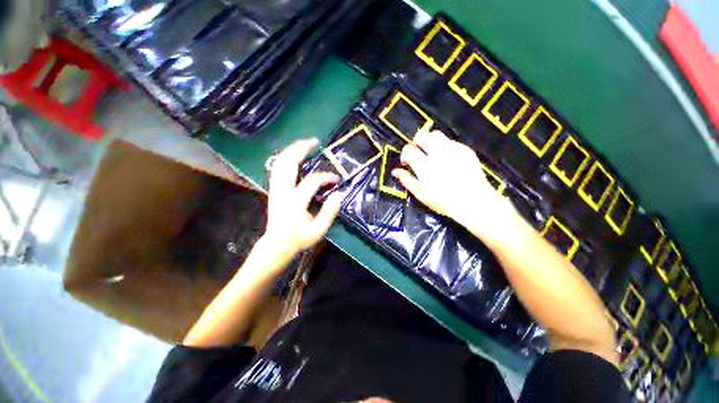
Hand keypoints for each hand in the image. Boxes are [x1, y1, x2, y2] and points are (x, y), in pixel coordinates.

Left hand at [263, 139, 343, 257]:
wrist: (276, 245)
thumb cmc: (299, 238)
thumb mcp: (319, 230)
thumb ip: (330, 211)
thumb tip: (339, 194)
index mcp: (295, 201)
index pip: (312, 181)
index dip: (326, 177)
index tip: (337, 179)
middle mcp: (283, 191)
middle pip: (288, 163)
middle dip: (301, 149)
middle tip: (314, 142)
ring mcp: (276, 189)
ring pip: (280, 163)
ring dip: (292, 150)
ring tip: (304, 144)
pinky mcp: (273, 190)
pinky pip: (277, 168)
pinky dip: (285, 158)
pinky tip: (293, 156)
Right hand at [392, 130, 518, 245]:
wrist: (474, 201)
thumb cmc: (443, 201)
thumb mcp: (421, 194)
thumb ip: (406, 180)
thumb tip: (395, 171)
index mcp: (424, 165)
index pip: (408, 149)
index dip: (405, 154)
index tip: (406, 162)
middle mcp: (437, 153)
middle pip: (422, 135)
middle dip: (416, 142)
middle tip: (418, 153)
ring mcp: (453, 149)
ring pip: (436, 134)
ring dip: (430, 141)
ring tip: (431, 153)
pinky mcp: (465, 149)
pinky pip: (450, 141)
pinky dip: (444, 146)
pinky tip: (447, 158)